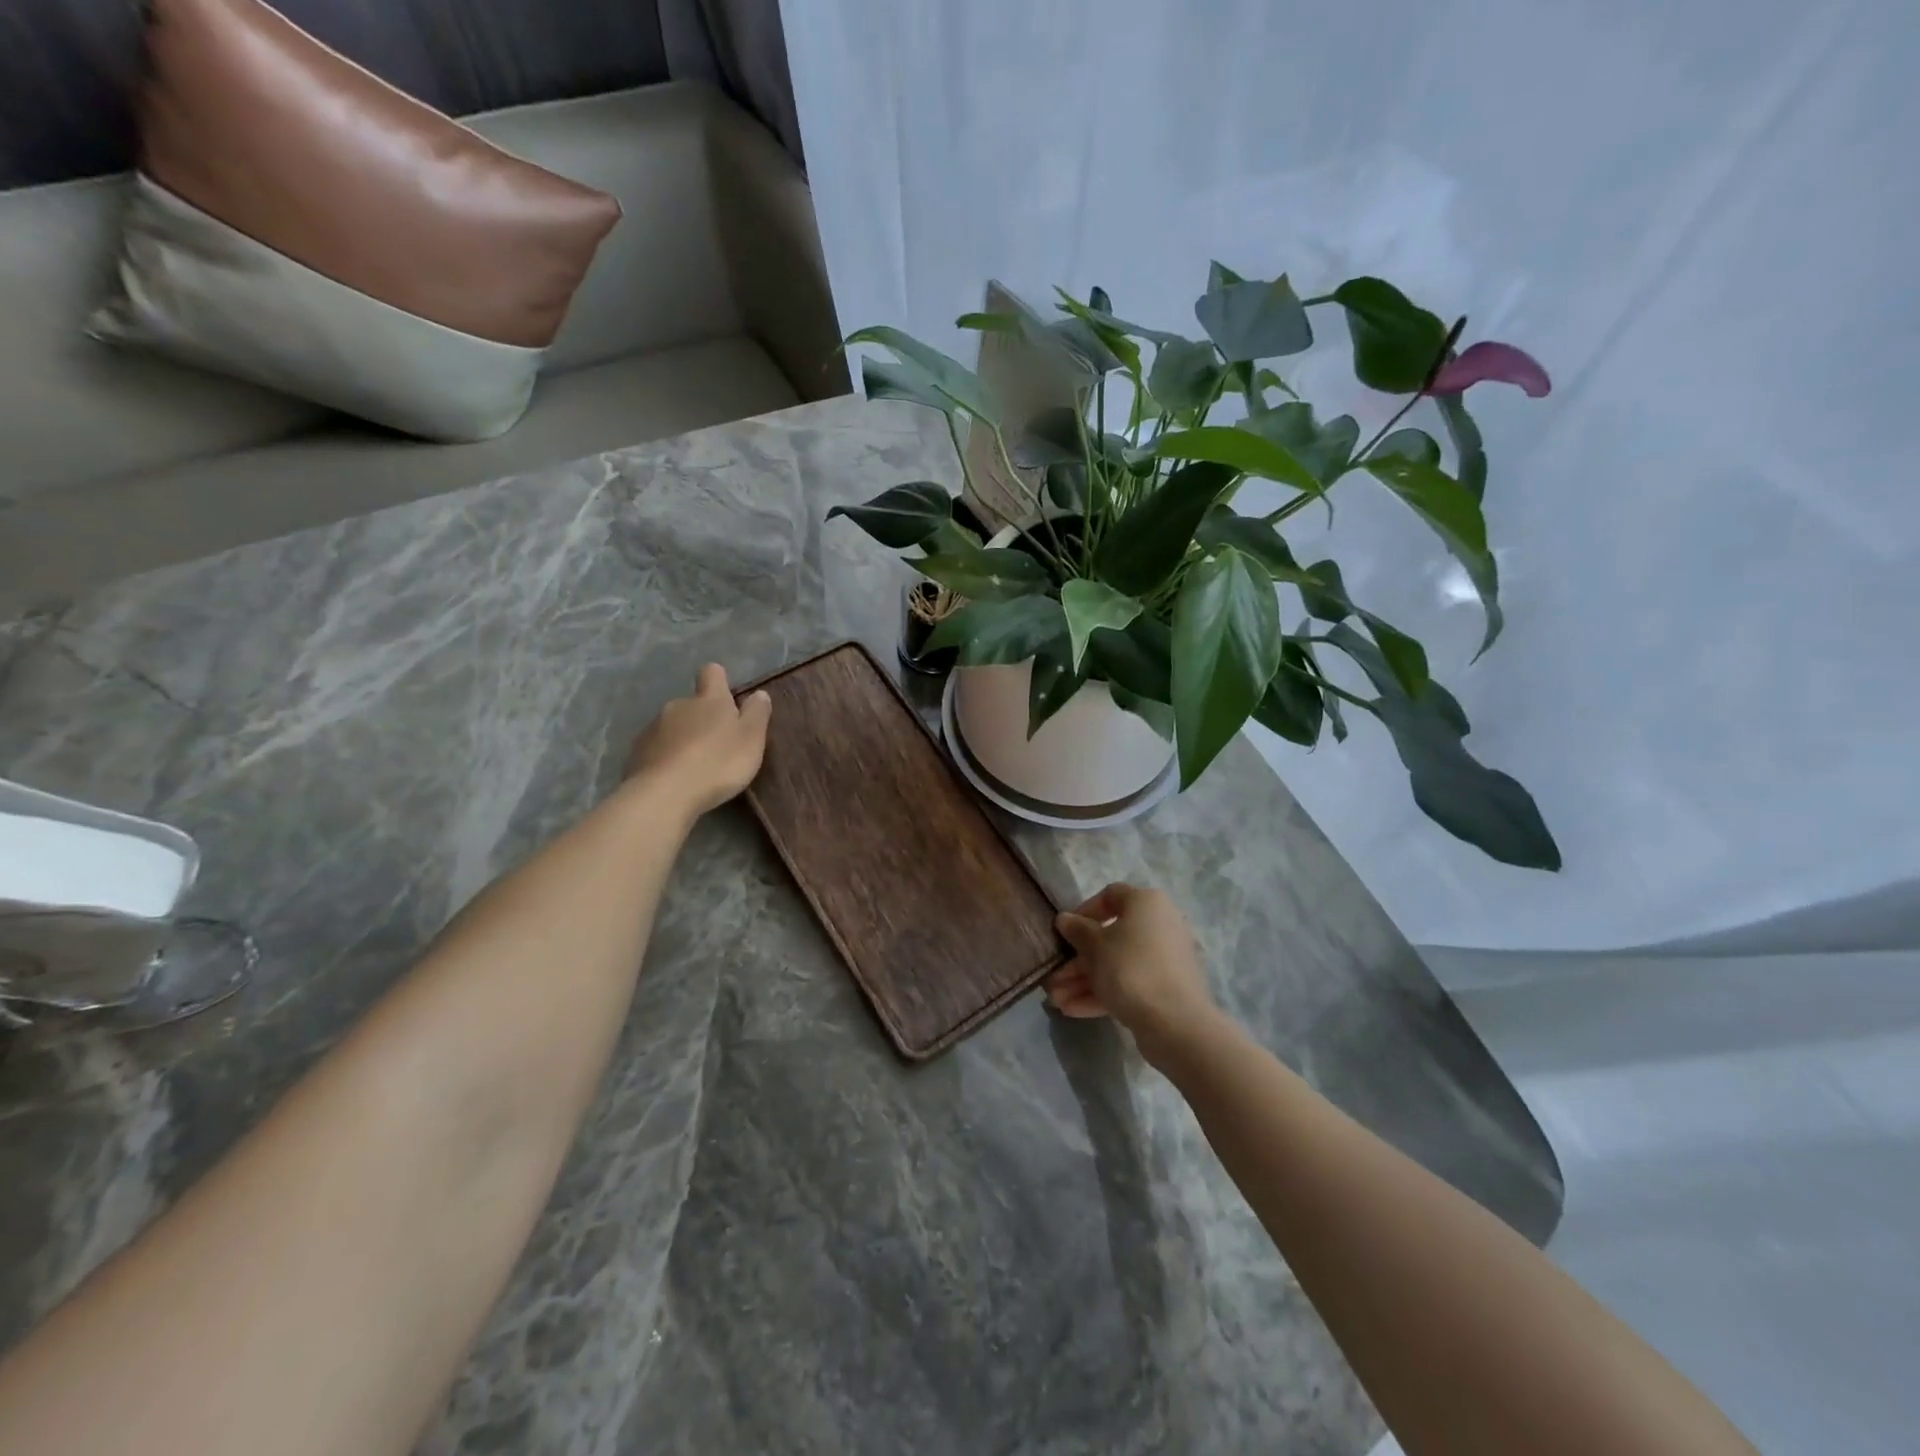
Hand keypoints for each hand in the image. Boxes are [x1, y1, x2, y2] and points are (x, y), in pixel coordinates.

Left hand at [624, 664, 771, 817]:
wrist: (664, 794)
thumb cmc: (717, 763)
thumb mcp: (751, 740)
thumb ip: (757, 714)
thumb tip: (759, 693)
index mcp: (709, 699)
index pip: (712, 673)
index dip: (720, 681)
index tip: (728, 698)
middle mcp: (678, 705)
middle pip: (692, 703)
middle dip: (703, 718)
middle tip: (718, 746)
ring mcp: (653, 728)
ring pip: (673, 726)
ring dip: (684, 739)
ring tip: (695, 767)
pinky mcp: (637, 752)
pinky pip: (657, 748)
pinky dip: (667, 758)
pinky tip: (675, 778)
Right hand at [1045, 883, 1220, 1061]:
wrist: (1175, 1022)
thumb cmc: (1130, 969)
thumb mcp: (1094, 946)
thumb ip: (1076, 930)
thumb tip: (1065, 919)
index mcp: (1146, 903)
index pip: (1110, 896)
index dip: (1084, 911)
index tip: (1066, 931)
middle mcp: (1159, 925)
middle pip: (1110, 936)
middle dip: (1078, 959)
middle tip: (1054, 977)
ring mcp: (1164, 958)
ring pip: (1117, 963)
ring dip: (1085, 980)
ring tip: (1056, 1001)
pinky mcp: (1165, 987)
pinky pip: (1129, 983)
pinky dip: (1103, 992)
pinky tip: (1073, 1010)